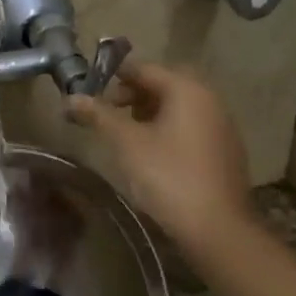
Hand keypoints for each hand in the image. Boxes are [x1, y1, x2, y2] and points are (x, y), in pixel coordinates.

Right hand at [65, 59, 252, 248]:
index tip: (90, 93)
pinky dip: (168, 129)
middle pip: (164, 85)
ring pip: (179, 106)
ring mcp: (221, 125)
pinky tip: (153, 155)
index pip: (145, 69)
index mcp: (187, 90)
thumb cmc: (168, 177)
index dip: (114, 77)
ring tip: (126, 136)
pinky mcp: (224, 150)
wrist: (217, 227)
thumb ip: (99, 116)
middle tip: (108, 114)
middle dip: (133, 95)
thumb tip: (71, 97)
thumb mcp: (127, 144)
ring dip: (150, 113)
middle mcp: (210, 99)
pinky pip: (191, 126)